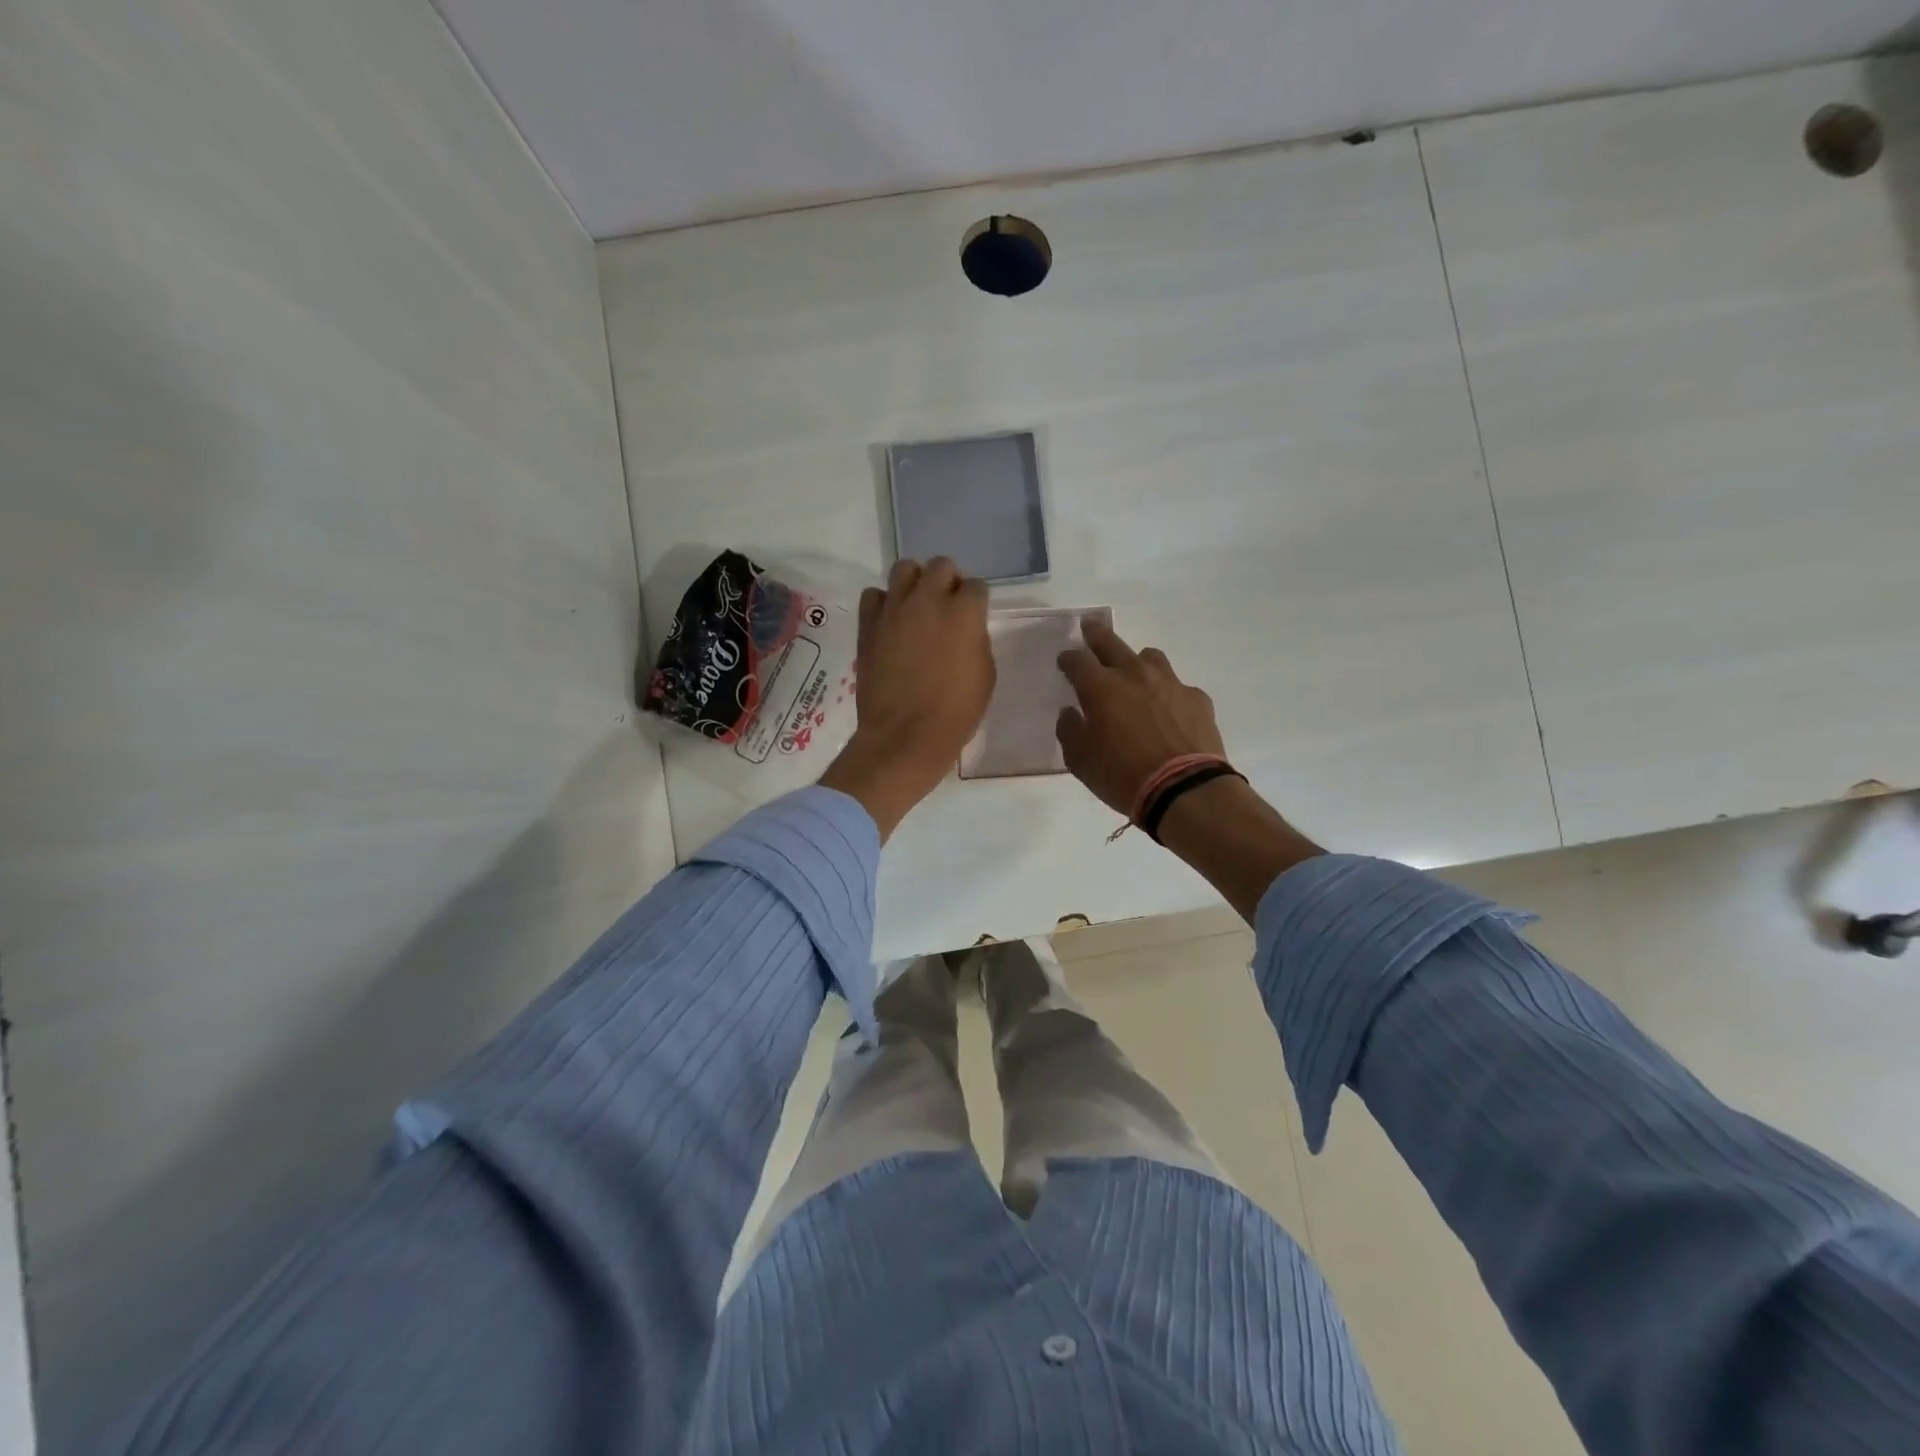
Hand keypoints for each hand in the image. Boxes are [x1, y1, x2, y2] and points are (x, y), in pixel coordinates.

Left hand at [819, 557, 993, 838]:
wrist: (905, 736)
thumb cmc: (955, 713)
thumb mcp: (984, 676)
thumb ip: (977, 641)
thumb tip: (965, 630)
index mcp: (965, 613)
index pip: (977, 586)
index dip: (976, 601)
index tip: (973, 617)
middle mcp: (929, 600)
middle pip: (941, 565)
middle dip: (948, 581)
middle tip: (947, 606)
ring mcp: (894, 609)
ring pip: (904, 568)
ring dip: (915, 582)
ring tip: (917, 606)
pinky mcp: (868, 624)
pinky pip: (874, 595)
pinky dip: (884, 603)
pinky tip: (891, 622)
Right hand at [1055, 620, 1225, 816]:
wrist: (1184, 790)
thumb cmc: (1122, 776)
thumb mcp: (1080, 761)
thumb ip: (1070, 731)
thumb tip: (1070, 713)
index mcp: (1100, 687)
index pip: (1077, 660)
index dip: (1068, 659)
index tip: (1065, 662)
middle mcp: (1134, 674)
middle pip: (1111, 642)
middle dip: (1096, 633)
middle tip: (1090, 627)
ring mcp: (1170, 682)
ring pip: (1150, 657)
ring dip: (1137, 662)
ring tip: (1135, 675)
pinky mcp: (1197, 698)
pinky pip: (1177, 686)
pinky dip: (1168, 693)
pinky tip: (1168, 712)